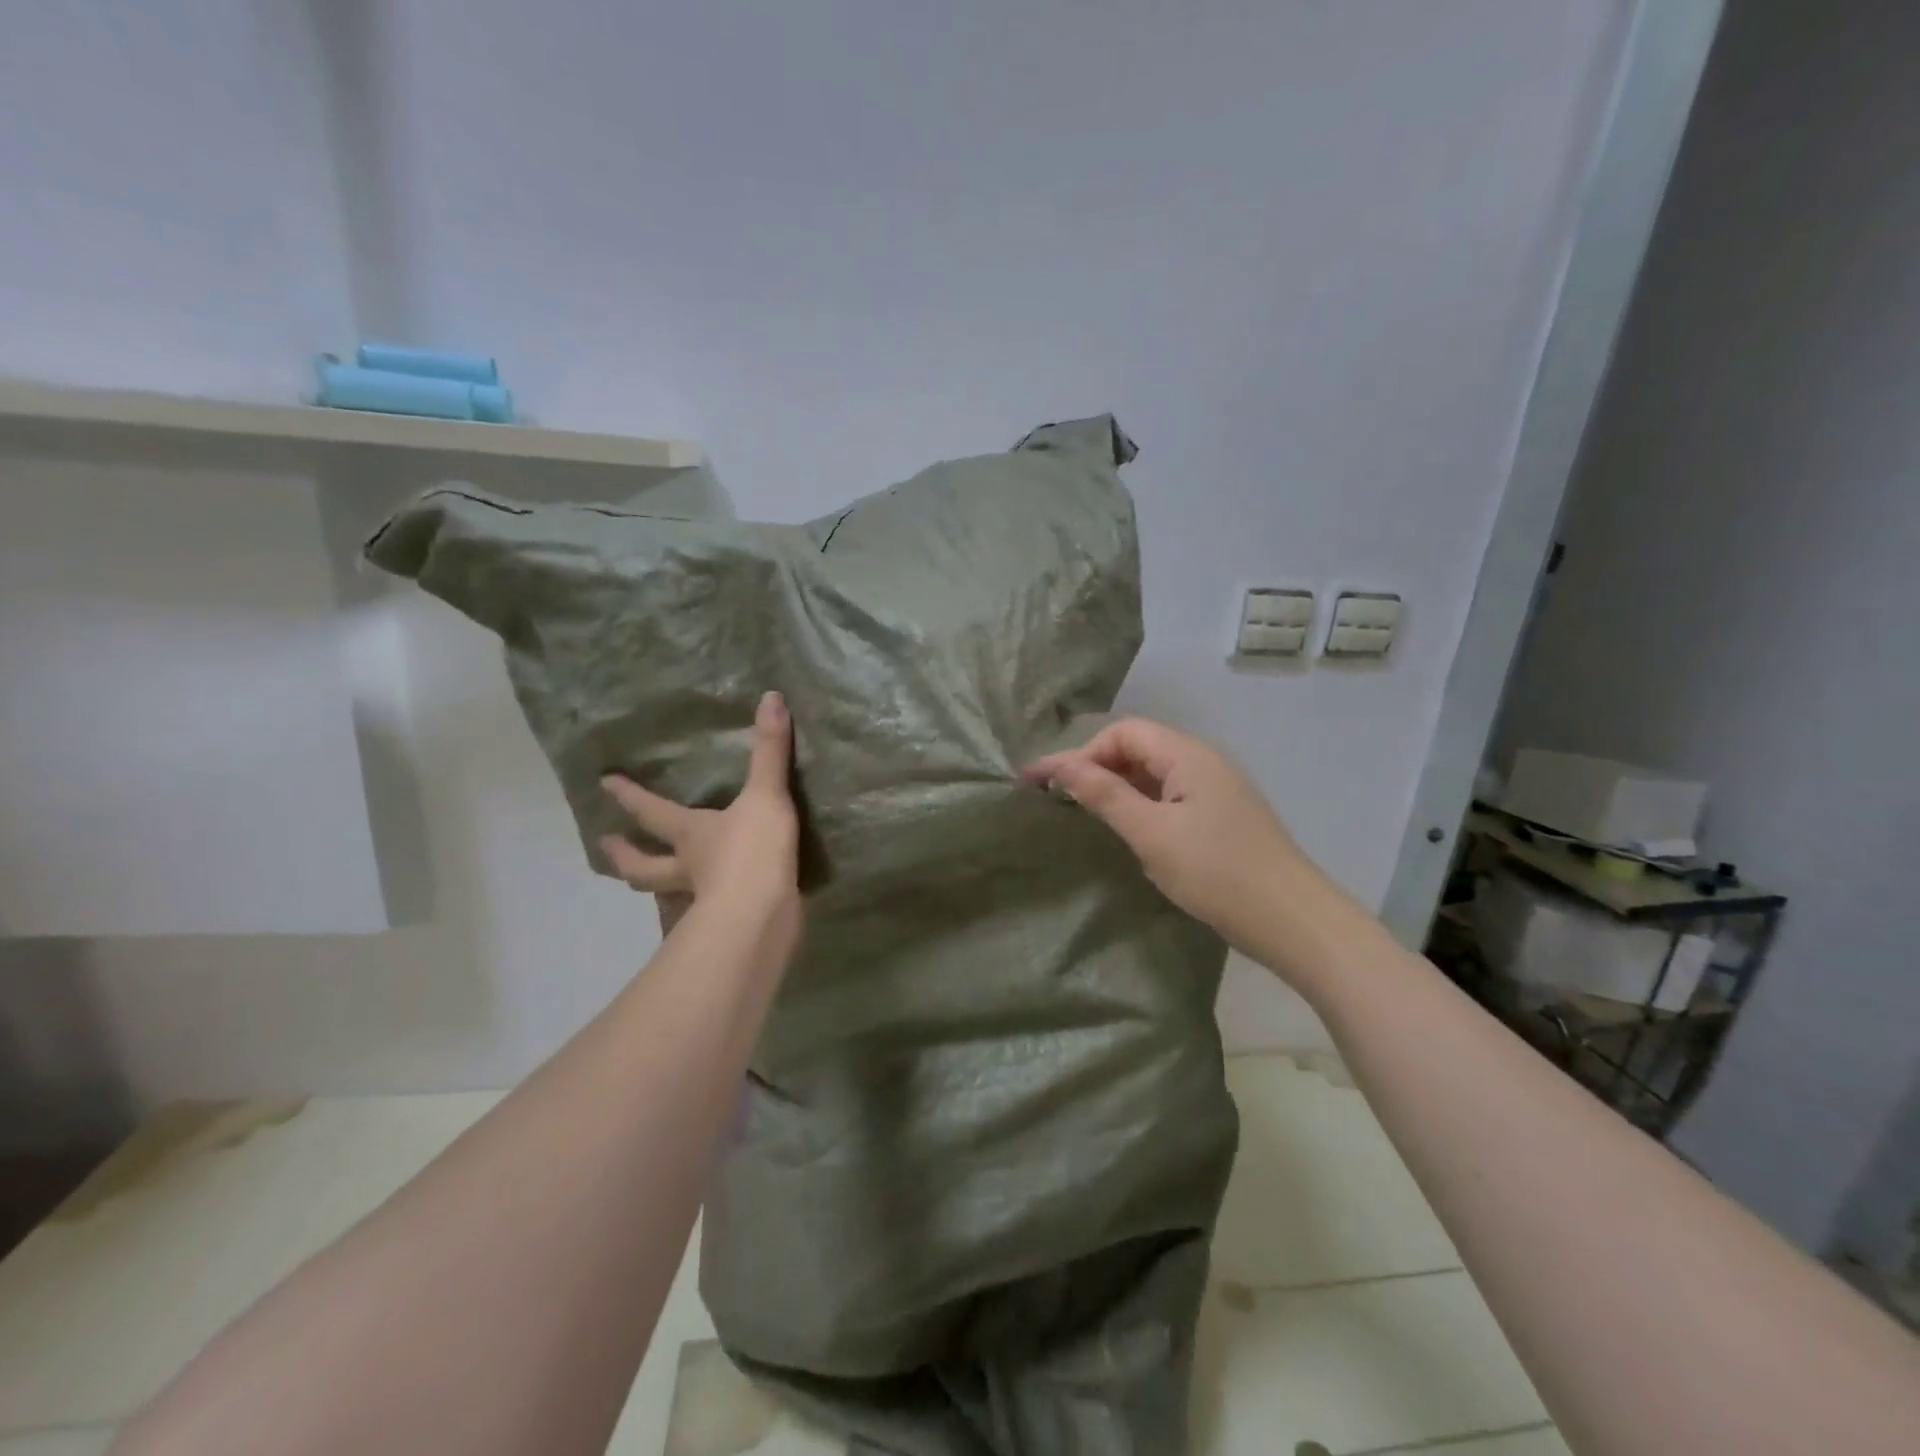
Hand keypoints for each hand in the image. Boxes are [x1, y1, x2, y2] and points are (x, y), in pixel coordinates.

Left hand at [601, 691, 801, 953]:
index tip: (603, 783)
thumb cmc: (753, 851)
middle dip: (626, 856)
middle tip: (606, 846)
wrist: (763, 916)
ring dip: (656, 892)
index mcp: (690, 834)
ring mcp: (704, 901)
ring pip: (669, 896)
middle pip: (646, 866)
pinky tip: (709, 912)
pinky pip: (706, 915)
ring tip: (650, 887)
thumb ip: (769, 749)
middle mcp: (687, 868)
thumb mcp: (765, 795)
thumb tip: (771, 696)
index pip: (651, 811)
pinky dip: (701, 913)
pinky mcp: (727, 923)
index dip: (628, 796)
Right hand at [1025, 717, 1309, 953]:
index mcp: (1188, 755)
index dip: (1081, 753)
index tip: (1045, 783)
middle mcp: (1203, 762)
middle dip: (1094, 766)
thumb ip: (1105, 795)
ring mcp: (1216, 790)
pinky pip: (1170, 796)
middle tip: (1055, 795)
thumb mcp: (1152, 834)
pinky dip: (1139, 804)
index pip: (1123, 733)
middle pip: (1138, 748)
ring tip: (1081, 808)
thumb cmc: (1217, 873)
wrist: (1293, 921)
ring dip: (1115, 785)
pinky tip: (1126, 827)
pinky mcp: (1221, 817)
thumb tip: (1060, 766)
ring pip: (1154, 774)